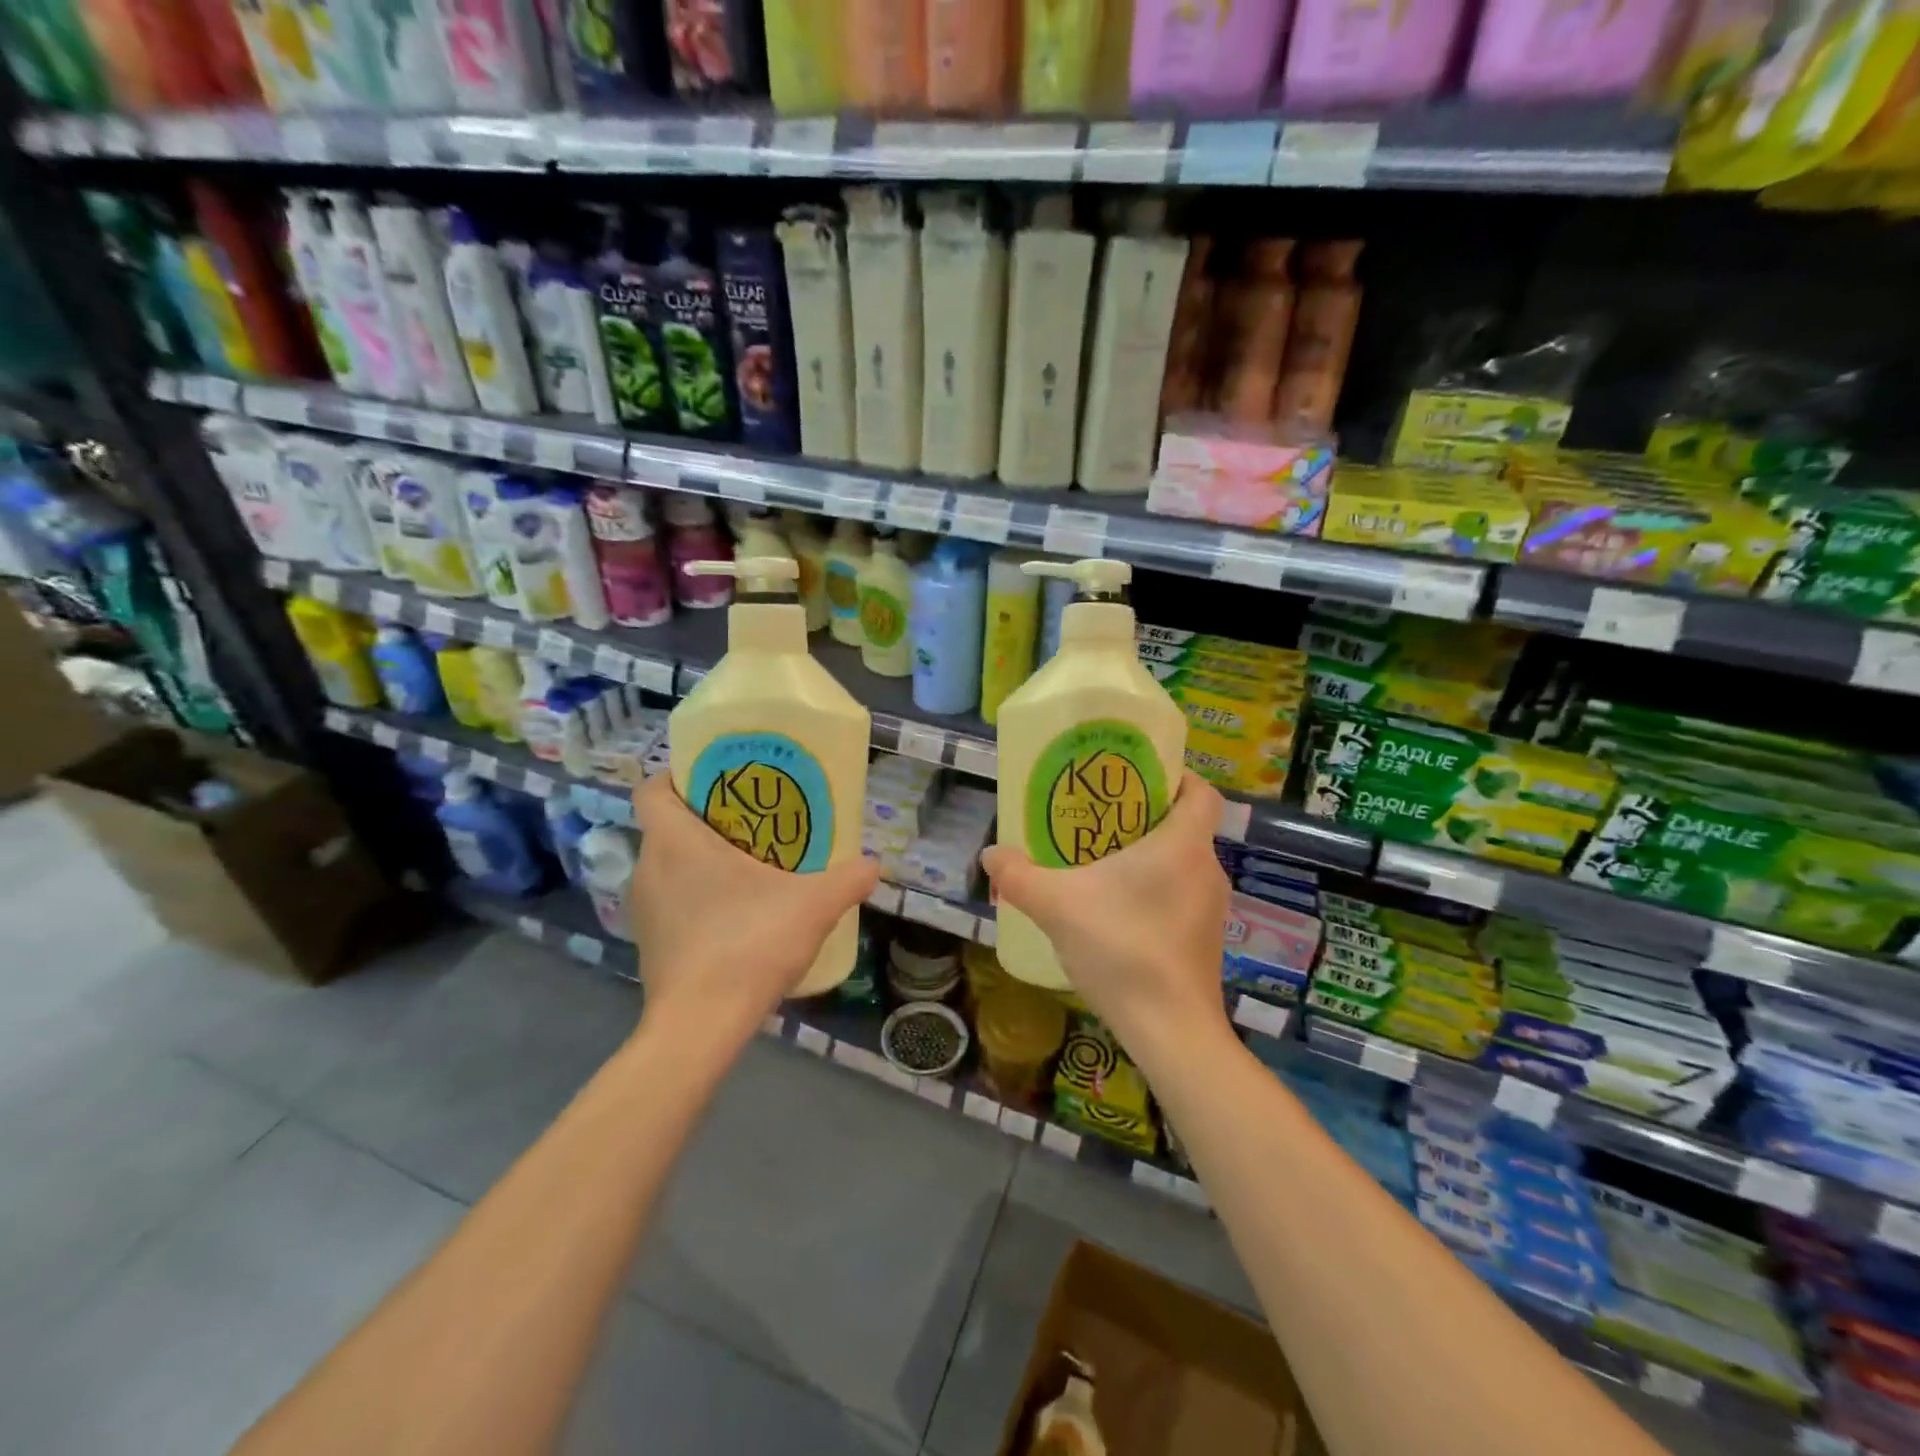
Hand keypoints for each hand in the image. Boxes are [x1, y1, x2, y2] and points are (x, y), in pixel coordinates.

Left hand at [630, 773, 879, 1042]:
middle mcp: (648, 868)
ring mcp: (644, 910)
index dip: (679, 776)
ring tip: (751, 869)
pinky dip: (697, 900)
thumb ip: (847, 879)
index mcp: (675, 842)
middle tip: (754, 823)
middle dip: (707, 819)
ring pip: (669, 867)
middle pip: (668, 826)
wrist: (700, 1027)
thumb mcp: (813, 906)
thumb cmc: (748, 944)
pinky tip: (737, 918)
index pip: (653, 789)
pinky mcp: (649, 944)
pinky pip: (672, 903)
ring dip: (702, 862)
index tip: (718, 781)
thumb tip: (873, 865)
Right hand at [981, 773, 1231, 1068]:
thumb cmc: (1122, 950)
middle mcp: (1207, 869)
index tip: (1138, 778)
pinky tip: (1115, 913)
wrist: (1172, 1032)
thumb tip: (991, 854)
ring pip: (1181, 864)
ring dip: (1147, 858)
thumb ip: (1019, 876)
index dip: (1176, 776)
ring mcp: (1212, 909)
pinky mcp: (1206, 941)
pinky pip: (1181, 897)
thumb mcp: (1057, 906)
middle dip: (1144, 818)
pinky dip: (1153, 892)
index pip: (1200, 792)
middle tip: (1099, 819)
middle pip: (1184, 826)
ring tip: (1100, 865)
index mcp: (1182, 845)